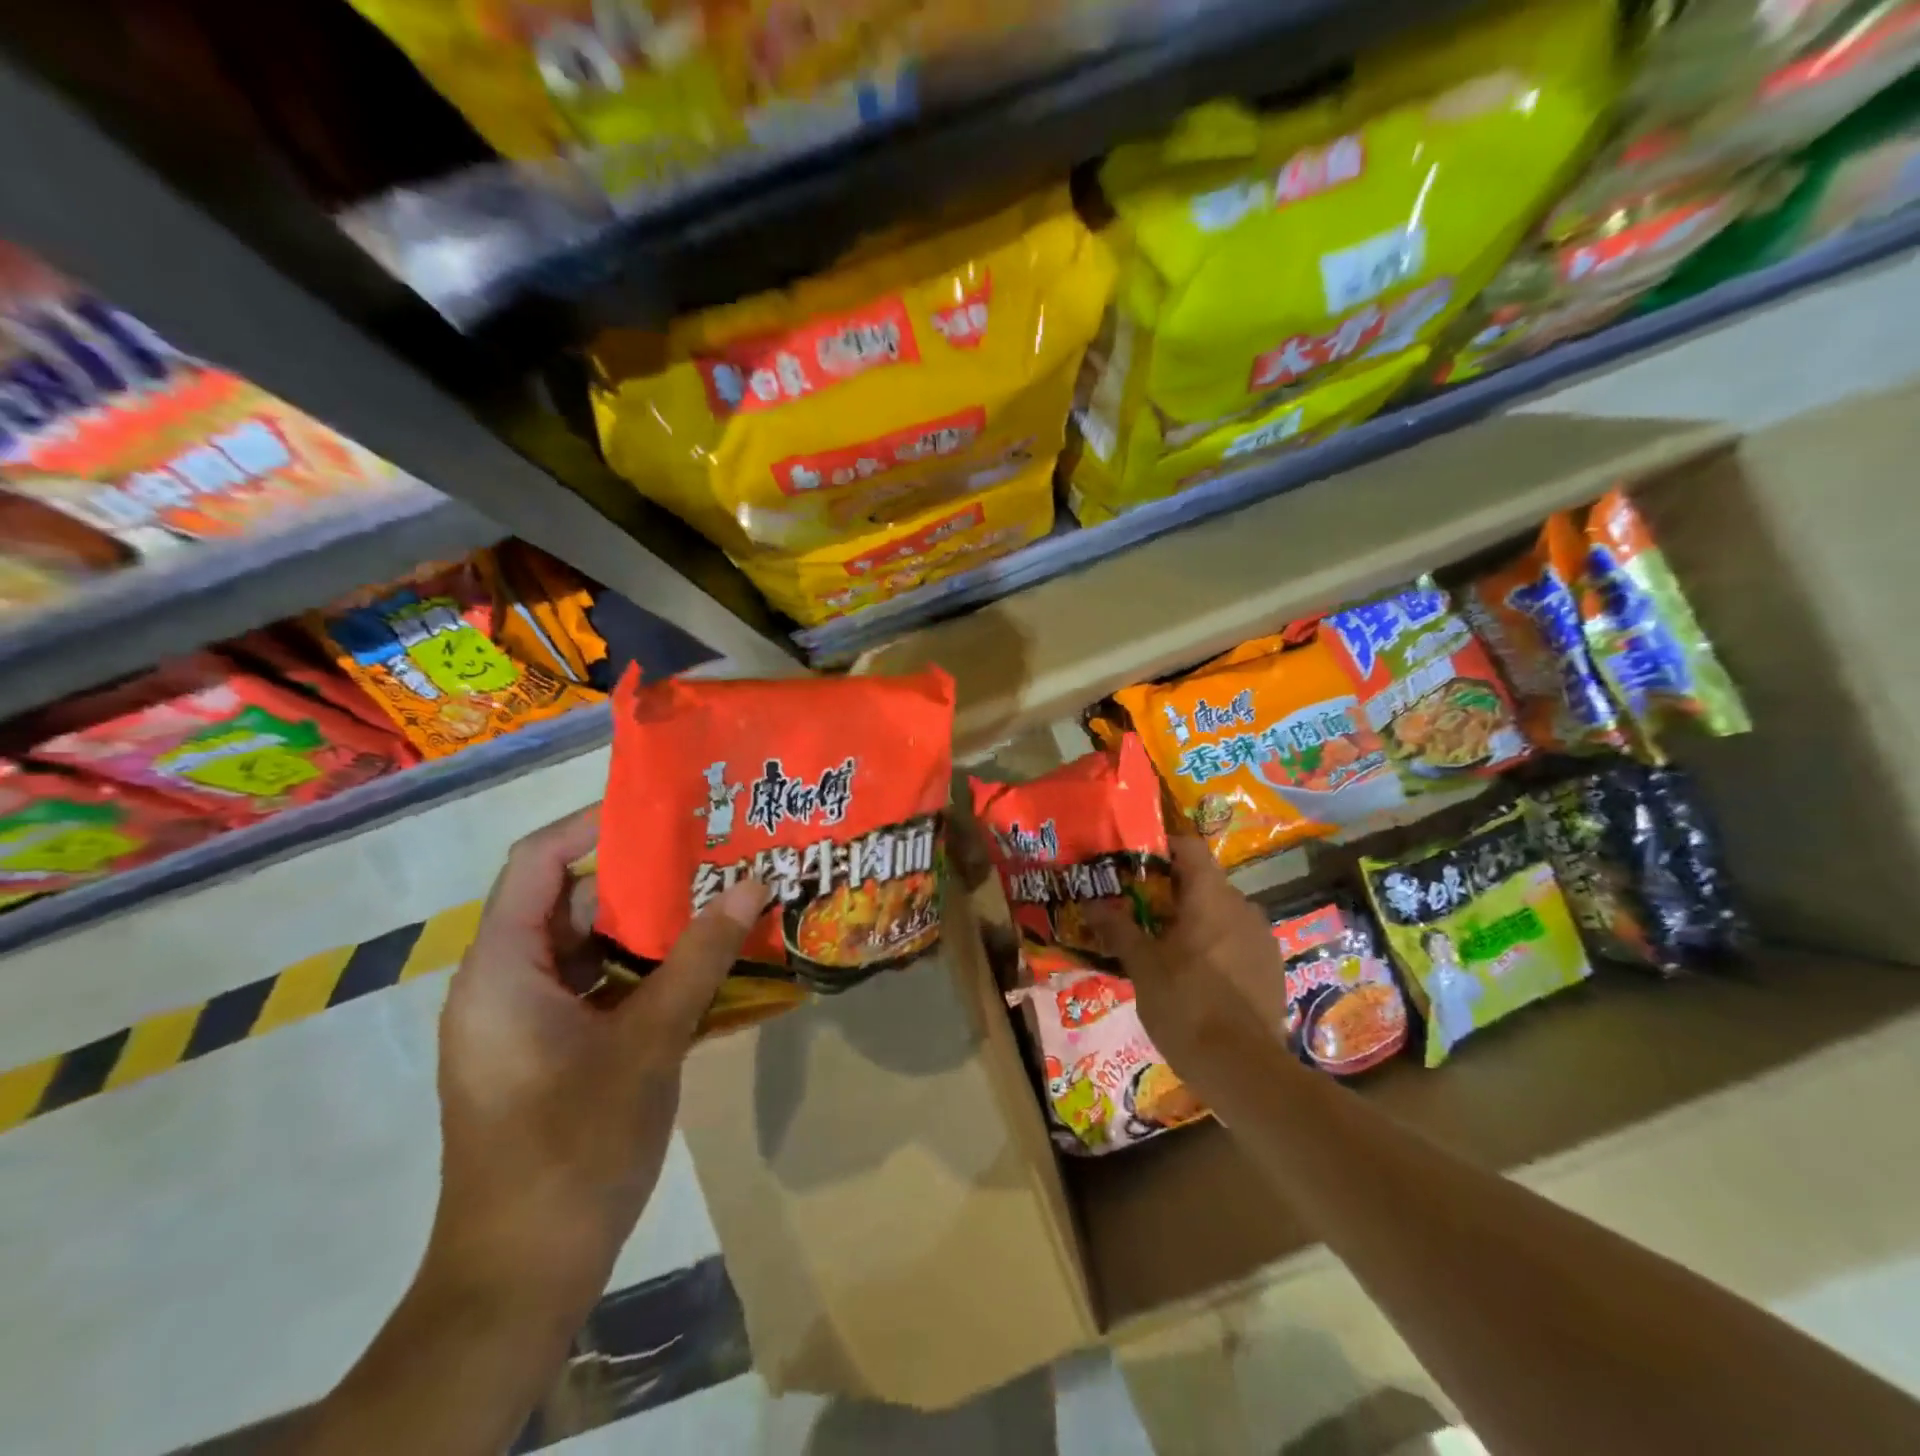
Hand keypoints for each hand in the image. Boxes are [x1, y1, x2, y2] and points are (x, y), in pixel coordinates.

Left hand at [430, 805, 768, 1320]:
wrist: (523, 1276)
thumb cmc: (575, 1148)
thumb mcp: (649, 1041)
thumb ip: (700, 957)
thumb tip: (752, 883)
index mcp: (501, 970)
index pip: (536, 862)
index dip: (593, 825)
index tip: (663, 810)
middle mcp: (503, 984)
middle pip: (566, 902)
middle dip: (638, 876)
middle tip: (708, 851)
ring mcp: (524, 1021)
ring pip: (585, 947)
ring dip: (645, 925)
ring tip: (713, 895)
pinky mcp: (547, 1051)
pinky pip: (593, 986)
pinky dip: (639, 969)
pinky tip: (697, 964)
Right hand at [1091, 835, 1286, 1102]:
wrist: (1244, 1070)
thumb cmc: (1186, 1005)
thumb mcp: (1142, 967)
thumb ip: (1118, 929)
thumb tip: (1091, 902)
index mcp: (1211, 898)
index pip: (1190, 848)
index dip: (1162, 846)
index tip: (1136, 859)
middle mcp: (1243, 907)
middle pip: (1204, 882)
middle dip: (1172, 890)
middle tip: (1140, 907)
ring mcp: (1262, 938)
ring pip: (1222, 913)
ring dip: (1195, 919)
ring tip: (1165, 943)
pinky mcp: (1272, 968)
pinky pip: (1237, 940)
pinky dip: (1215, 945)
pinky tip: (1196, 973)